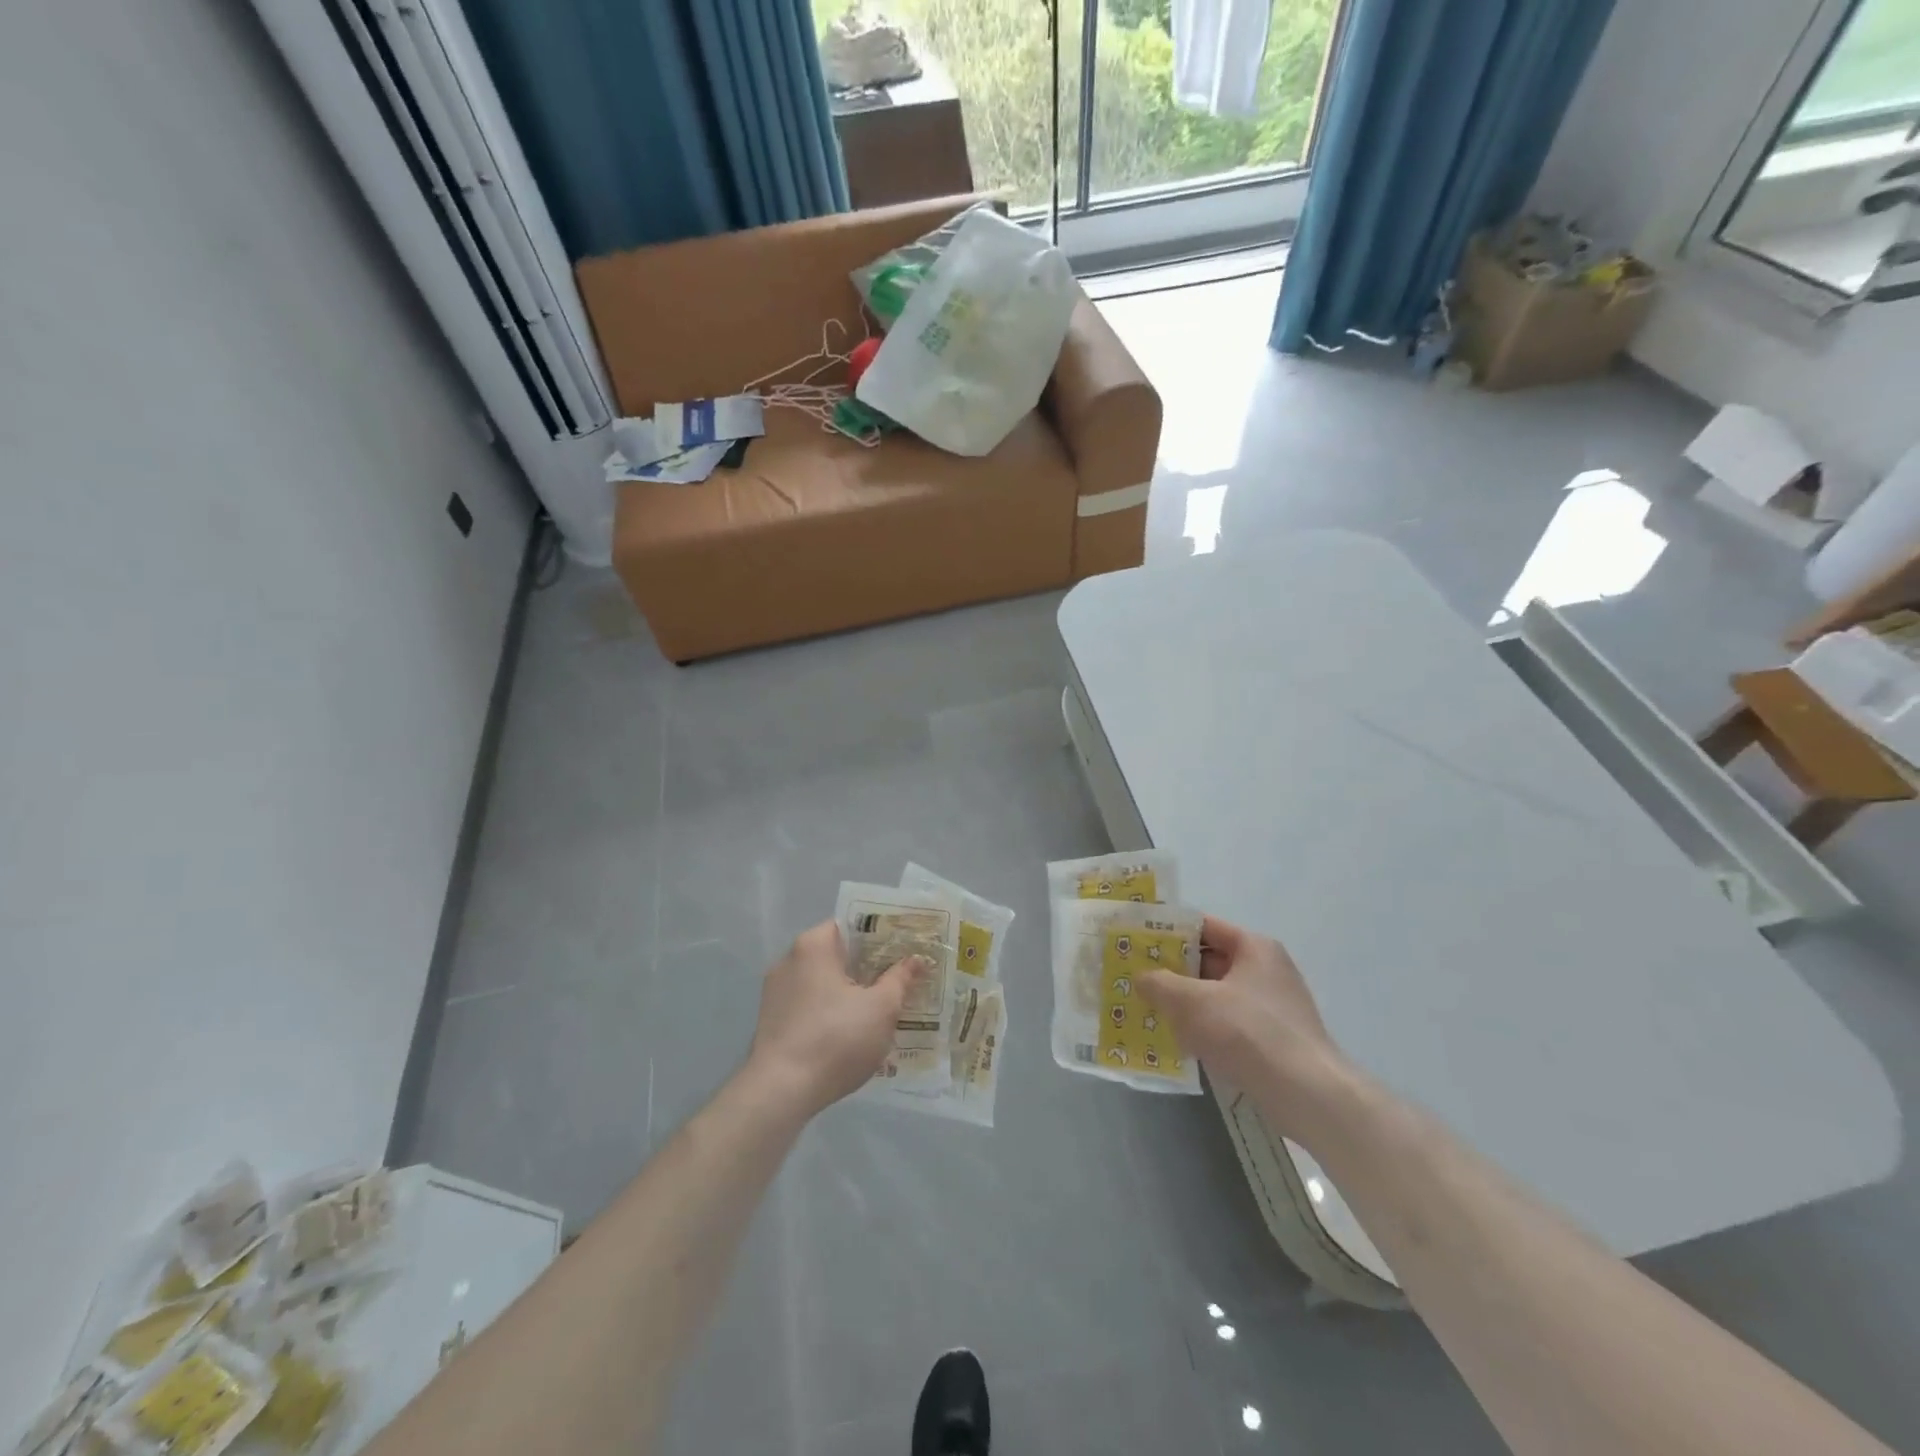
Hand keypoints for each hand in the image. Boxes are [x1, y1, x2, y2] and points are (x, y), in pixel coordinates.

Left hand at [745, 921, 921, 1116]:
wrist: (780, 1092)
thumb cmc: (835, 1039)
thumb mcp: (881, 1008)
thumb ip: (900, 979)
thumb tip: (916, 959)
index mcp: (814, 945)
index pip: (851, 925)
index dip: (881, 936)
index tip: (904, 950)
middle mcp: (789, 960)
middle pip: (837, 955)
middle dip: (868, 968)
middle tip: (900, 980)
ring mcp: (776, 992)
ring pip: (823, 983)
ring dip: (849, 992)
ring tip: (880, 1009)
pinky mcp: (771, 1021)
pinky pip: (809, 1005)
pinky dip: (830, 1012)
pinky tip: (851, 1034)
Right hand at [1137, 916, 1349, 1140]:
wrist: (1306, 1094)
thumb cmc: (1247, 1031)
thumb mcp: (1191, 1001)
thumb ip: (1159, 984)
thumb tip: (1141, 978)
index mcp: (1254, 948)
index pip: (1204, 926)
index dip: (1169, 932)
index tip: (1138, 942)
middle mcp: (1267, 971)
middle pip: (1210, 961)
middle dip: (1173, 972)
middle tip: (1137, 979)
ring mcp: (1273, 1008)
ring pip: (1217, 996)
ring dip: (1187, 1004)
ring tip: (1150, 1011)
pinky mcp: (1274, 1041)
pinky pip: (1230, 1025)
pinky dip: (1205, 1029)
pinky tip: (1180, 1043)